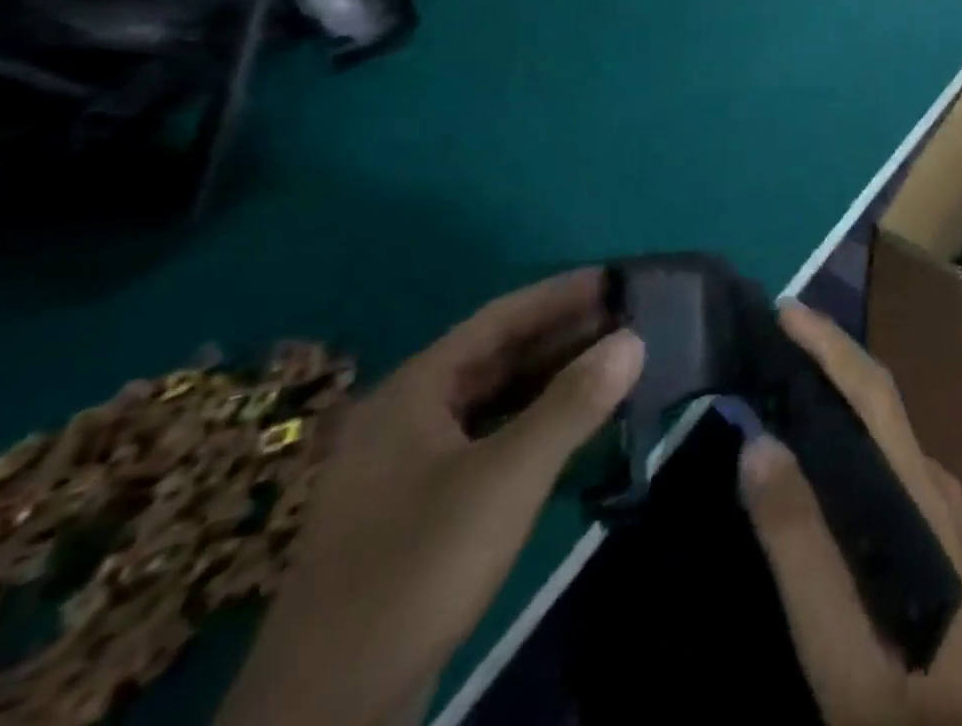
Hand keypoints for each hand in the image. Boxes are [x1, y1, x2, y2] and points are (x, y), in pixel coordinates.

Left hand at [217, 271, 644, 725]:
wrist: (325, 715)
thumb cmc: (416, 571)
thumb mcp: (506, 479)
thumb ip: (573, 404)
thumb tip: (635, 338)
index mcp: (413, 392)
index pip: (499, 318)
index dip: (561, 294)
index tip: (618, 279)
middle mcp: (406, 417)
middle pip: (497, 356)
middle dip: (564, 335)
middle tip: (630, 320)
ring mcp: (408, 466)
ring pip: (494, 400)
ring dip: (553, 380)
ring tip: (615, 364)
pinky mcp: (419, 509)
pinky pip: (489, 440)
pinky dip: (535, 423)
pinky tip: (574, 429)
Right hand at [740, 303, 961, 725]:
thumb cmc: (907, 700)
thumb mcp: (839, 645)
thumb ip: (800, 546)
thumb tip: (760, 444)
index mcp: (919, 494)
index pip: (872, 395)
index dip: (830, 345)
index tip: (786, 310)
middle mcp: (933, 481)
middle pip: (877, 400)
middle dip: (827, 356)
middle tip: (769, 337)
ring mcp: (938, 502)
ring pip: (879, 427)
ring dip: (834, 391)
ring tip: (780, 379)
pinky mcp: (932, 524)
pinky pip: (880, 456)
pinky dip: (843, 431)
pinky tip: (812, 450)